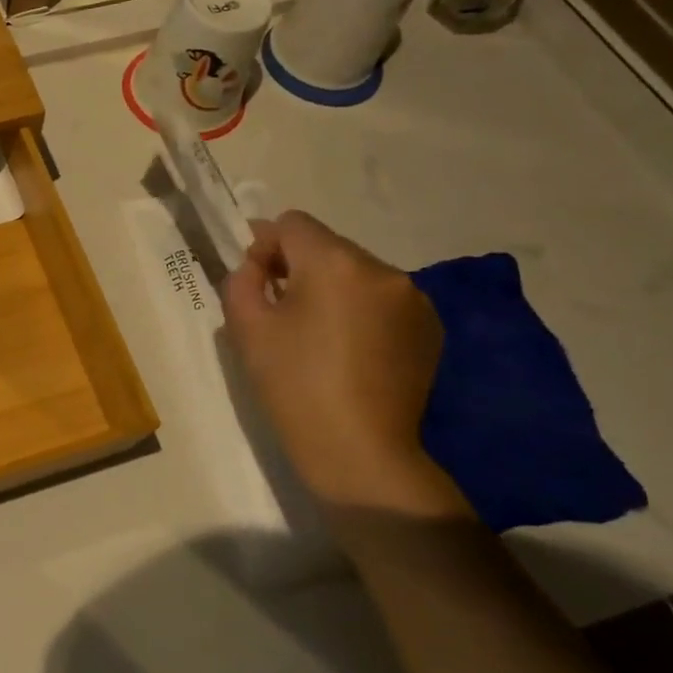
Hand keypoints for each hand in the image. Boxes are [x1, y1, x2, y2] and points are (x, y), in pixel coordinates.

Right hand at [221, 211, 452, 511]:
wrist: (358, 449)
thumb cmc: (292, 384)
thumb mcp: (246, 326)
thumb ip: (243, 278)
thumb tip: (259, 264)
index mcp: (335, 263)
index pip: (292, 223)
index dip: (265, 244)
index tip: (256, 281)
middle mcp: (382, 269)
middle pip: (327, 246)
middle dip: (299, 266)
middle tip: (280, 310)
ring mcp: (414, 299)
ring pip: (356, 272)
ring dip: (331, 289)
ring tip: (317, 334)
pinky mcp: (429, 328)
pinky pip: (382, 300)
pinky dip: (360, 311)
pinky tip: (349, 350)